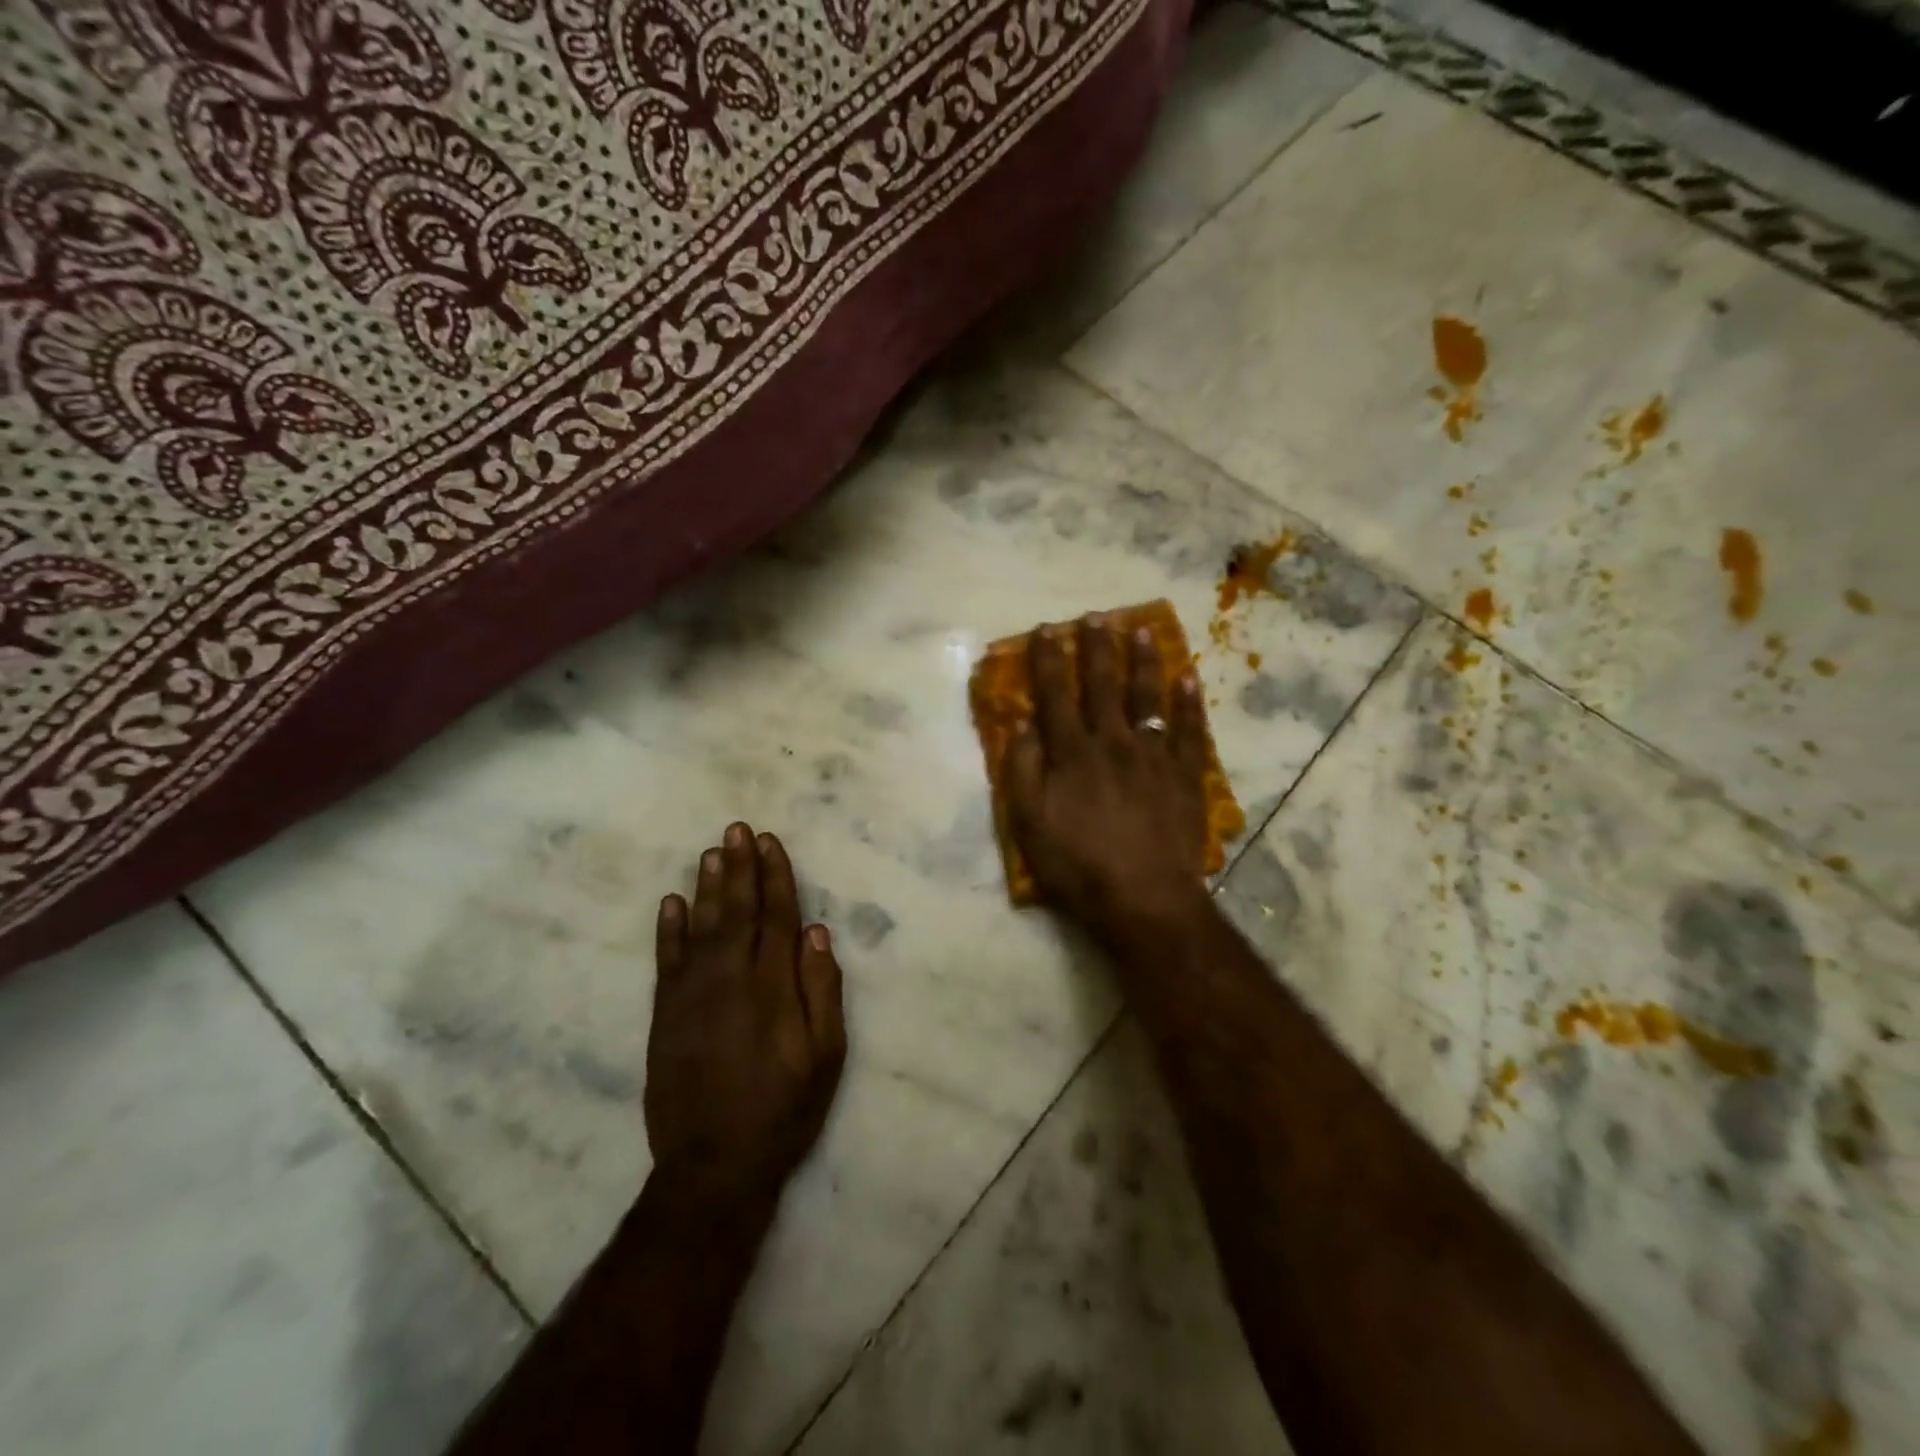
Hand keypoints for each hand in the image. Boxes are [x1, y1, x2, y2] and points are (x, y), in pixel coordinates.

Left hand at [647, 824, 845, 1208]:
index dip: (775, 877)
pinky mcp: (665, 1015)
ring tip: (712, 851)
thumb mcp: (826, 1056)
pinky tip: (671, 902)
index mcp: (774, 986)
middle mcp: (732, 979)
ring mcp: (693, 995)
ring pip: (701, 926)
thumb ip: (822, 990)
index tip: (770, 842)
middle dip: (739, 867)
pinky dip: (668, 929)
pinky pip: (667, 960)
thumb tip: (818, 934)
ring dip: (707, 886)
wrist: (713, 1166)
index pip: (777, 917)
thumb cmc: (783, 1109)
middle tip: (737, 829)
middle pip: (737, 911)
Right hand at [1006, 615, 1212, 939]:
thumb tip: (1021, 723)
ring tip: (1141, 630)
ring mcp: (1153, 755)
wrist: (1144, 899)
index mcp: (1071, 753)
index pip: (1055, 695)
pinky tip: (1188, 678)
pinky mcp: (1185, 774)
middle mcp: (1112, 742)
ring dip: (1143, 661)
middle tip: (1096, 616)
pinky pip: (1188, 729)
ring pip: (1147, 696)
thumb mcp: (1030, 824)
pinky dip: (1188, 702)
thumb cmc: (1078, 865)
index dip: (1048, 660)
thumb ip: (1023, 770)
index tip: (1046, 629)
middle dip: (1096, 647)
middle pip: (1102, 684)